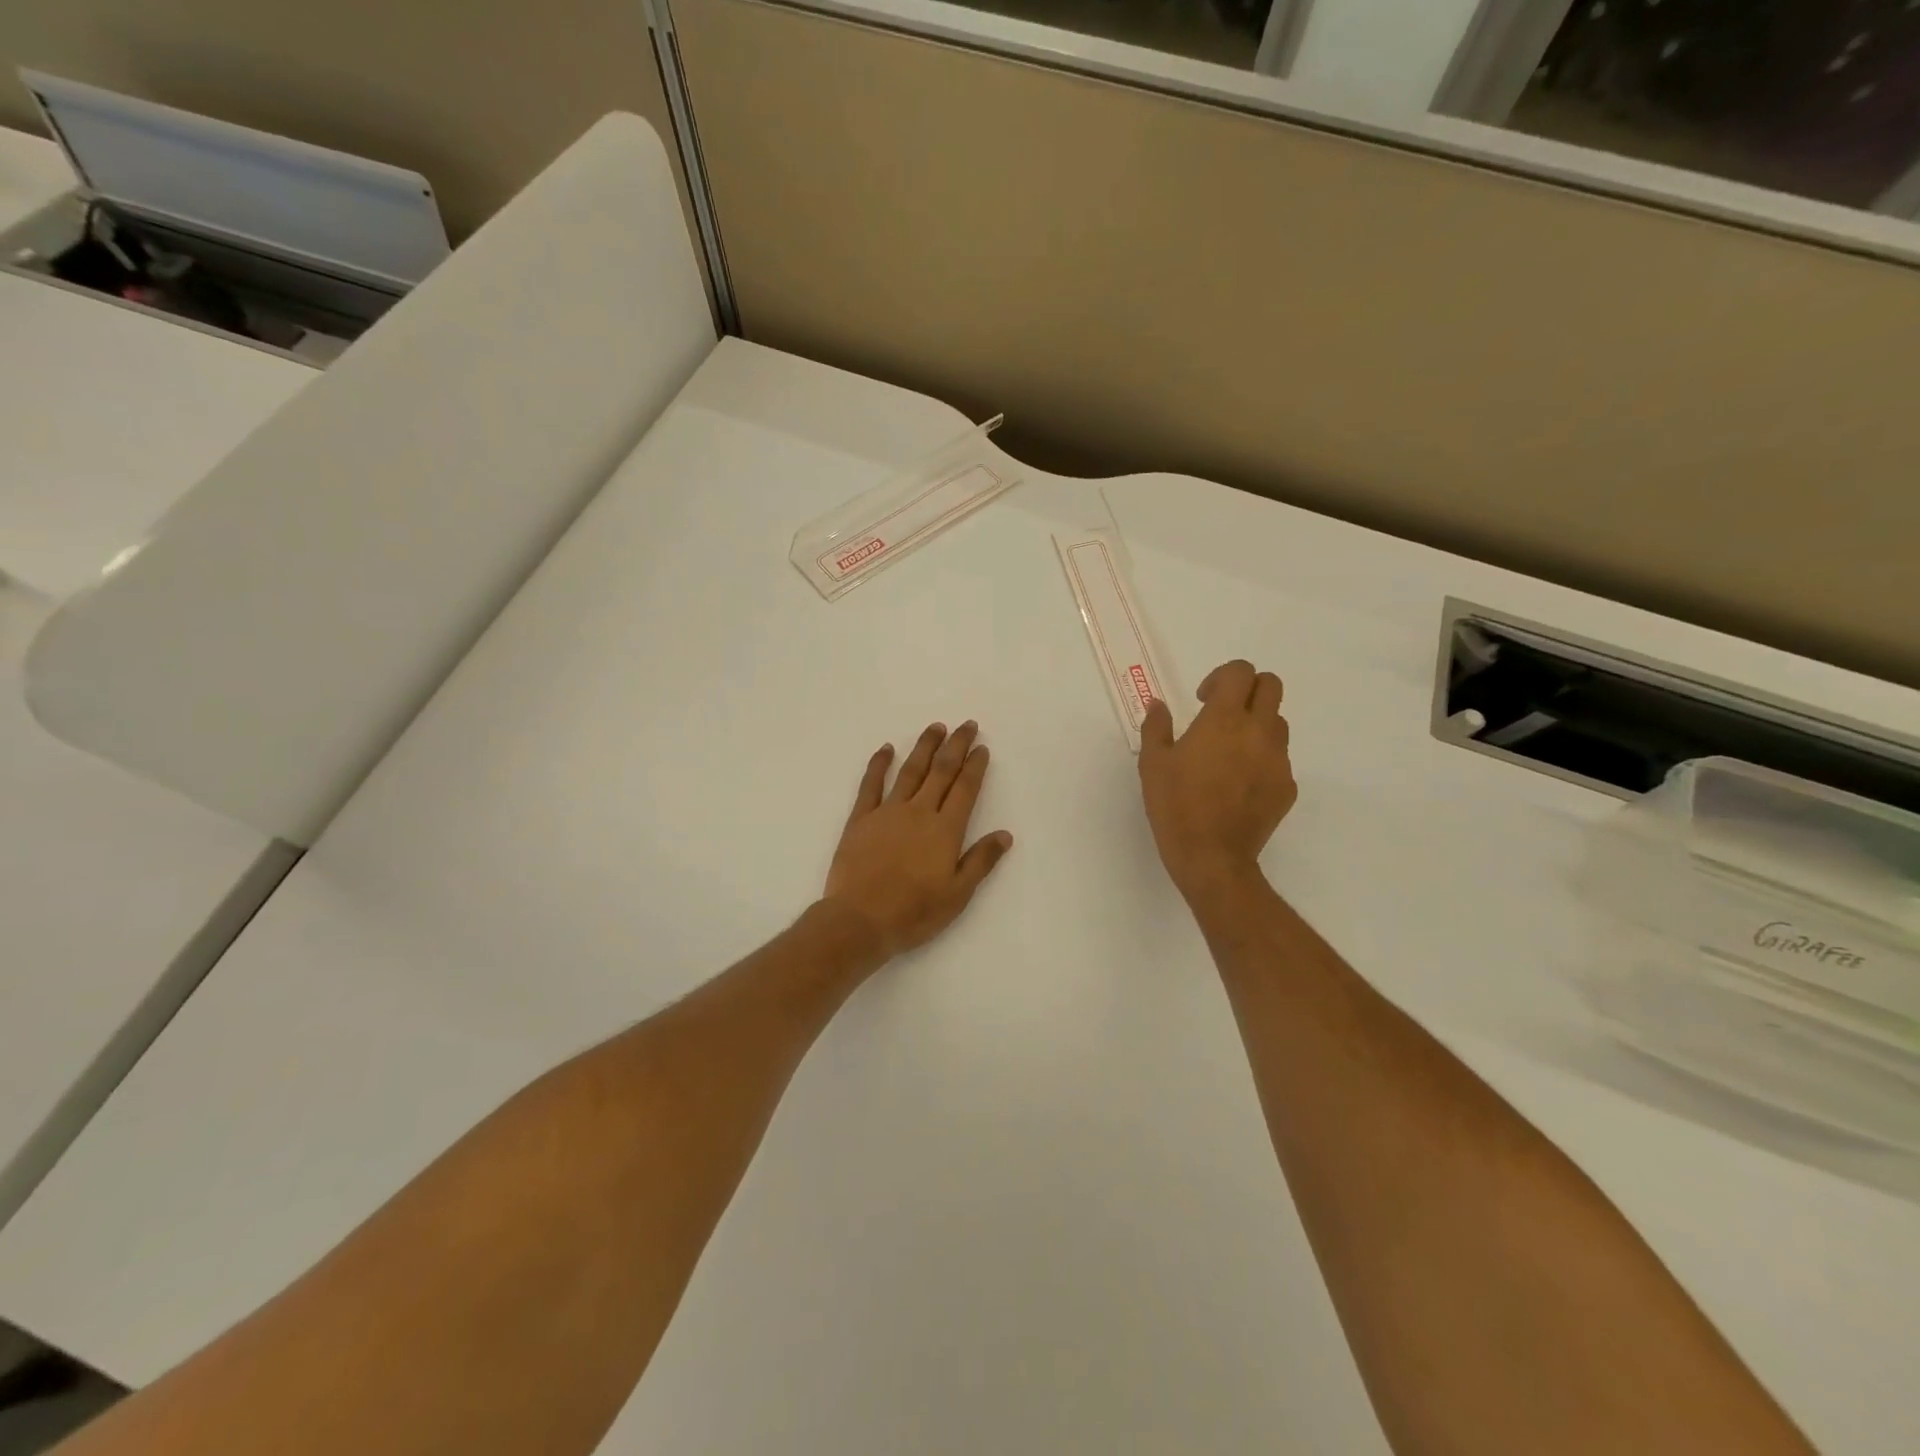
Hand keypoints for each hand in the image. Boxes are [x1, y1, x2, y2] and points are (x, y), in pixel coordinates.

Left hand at [822, 721, 1013, 961]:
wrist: (860, 920)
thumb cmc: (914, 912)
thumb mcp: (957, 894)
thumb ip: (981, 861)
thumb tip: (1005, 834)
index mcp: (945, 830)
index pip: (965, 789)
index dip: (975, 766)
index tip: (982, 747)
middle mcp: (919, 812)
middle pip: (941, 771)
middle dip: (956, 746)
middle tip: (967, 725)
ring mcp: (887, 812)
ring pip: (910, 770)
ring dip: (924, 746)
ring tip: (936, 727)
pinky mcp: (861, 819)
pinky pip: (871, 784)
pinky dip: (879, 764)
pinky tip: (886, 749)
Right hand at [1139, 660, 1296, 901]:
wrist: (1212, 857)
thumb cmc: (1175, 806)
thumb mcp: (1153, 764)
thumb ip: (1156, 727)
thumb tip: (1158, 705)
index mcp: (1224, 719)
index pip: (1241, 672)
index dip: (1222, 677)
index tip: (1203, 698)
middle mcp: (1258, 732)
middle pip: (1271, 685)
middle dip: (1249, 689)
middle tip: (1224, 712)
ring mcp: (1278, 760)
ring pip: (1278, 722)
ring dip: (1257, 723)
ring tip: (1230, 750)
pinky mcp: (1287, 786)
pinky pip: (1279, 759)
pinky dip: (1262, 759)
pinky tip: (1238, 784)